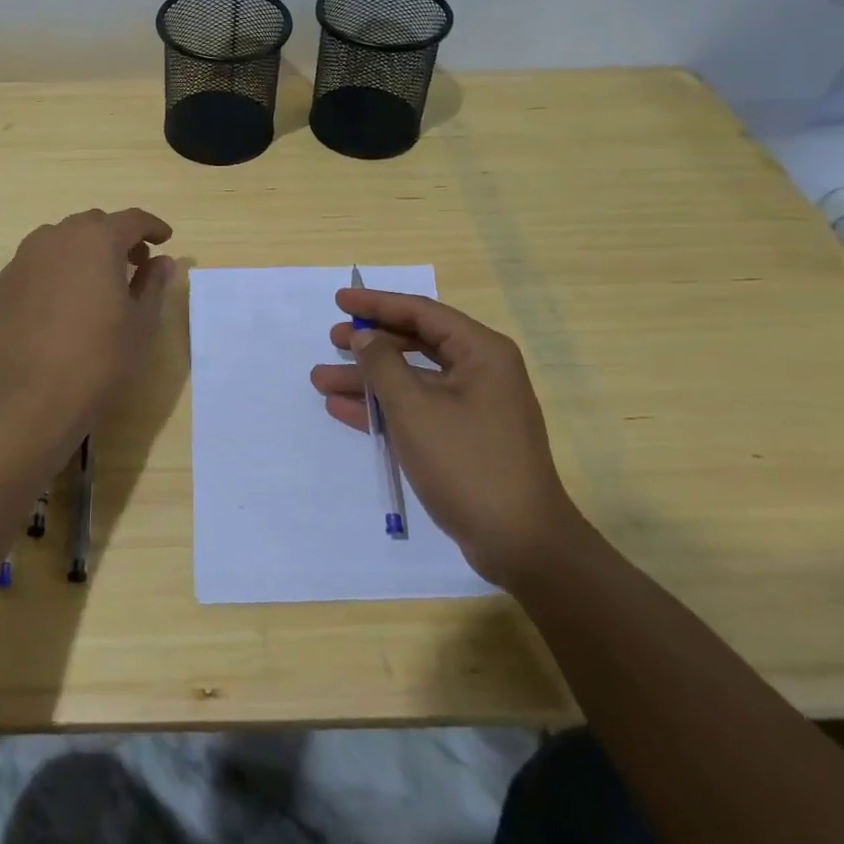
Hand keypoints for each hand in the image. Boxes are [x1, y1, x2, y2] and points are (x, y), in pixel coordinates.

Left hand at [0, 209, 175, 457]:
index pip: (131, 219)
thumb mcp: (141, 324)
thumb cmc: (98, 360)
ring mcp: (22, 260)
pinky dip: (55, 272)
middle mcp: (56, 238)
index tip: (164, 239)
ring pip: (59, 241)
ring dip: (82, 252)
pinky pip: (36, 266)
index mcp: (96, 240)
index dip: (152, 227)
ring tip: (95, 283)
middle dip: (116, 238)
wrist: (27, 401)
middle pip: (92, 225)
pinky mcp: (1, 285)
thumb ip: (152, 284)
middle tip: (134, 264)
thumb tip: (160, 261)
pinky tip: (61, 304)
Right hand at [310, 289, 577, 587]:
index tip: (339, 300)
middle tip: (332, 340)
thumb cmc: (467, 462)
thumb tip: (365, 337)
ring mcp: (474, 407)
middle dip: (370, 345)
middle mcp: (481, 371)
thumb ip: (383, 365)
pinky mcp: (465, 438)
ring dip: (368, 380)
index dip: (377, 304)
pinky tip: (345, 410)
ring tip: (322, 380)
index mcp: (481, 352)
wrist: (520, 544)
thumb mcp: (414, 408)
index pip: (421, 313)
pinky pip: (419, 410)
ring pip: (412, 380)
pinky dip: (385, 408)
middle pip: (416, 344)